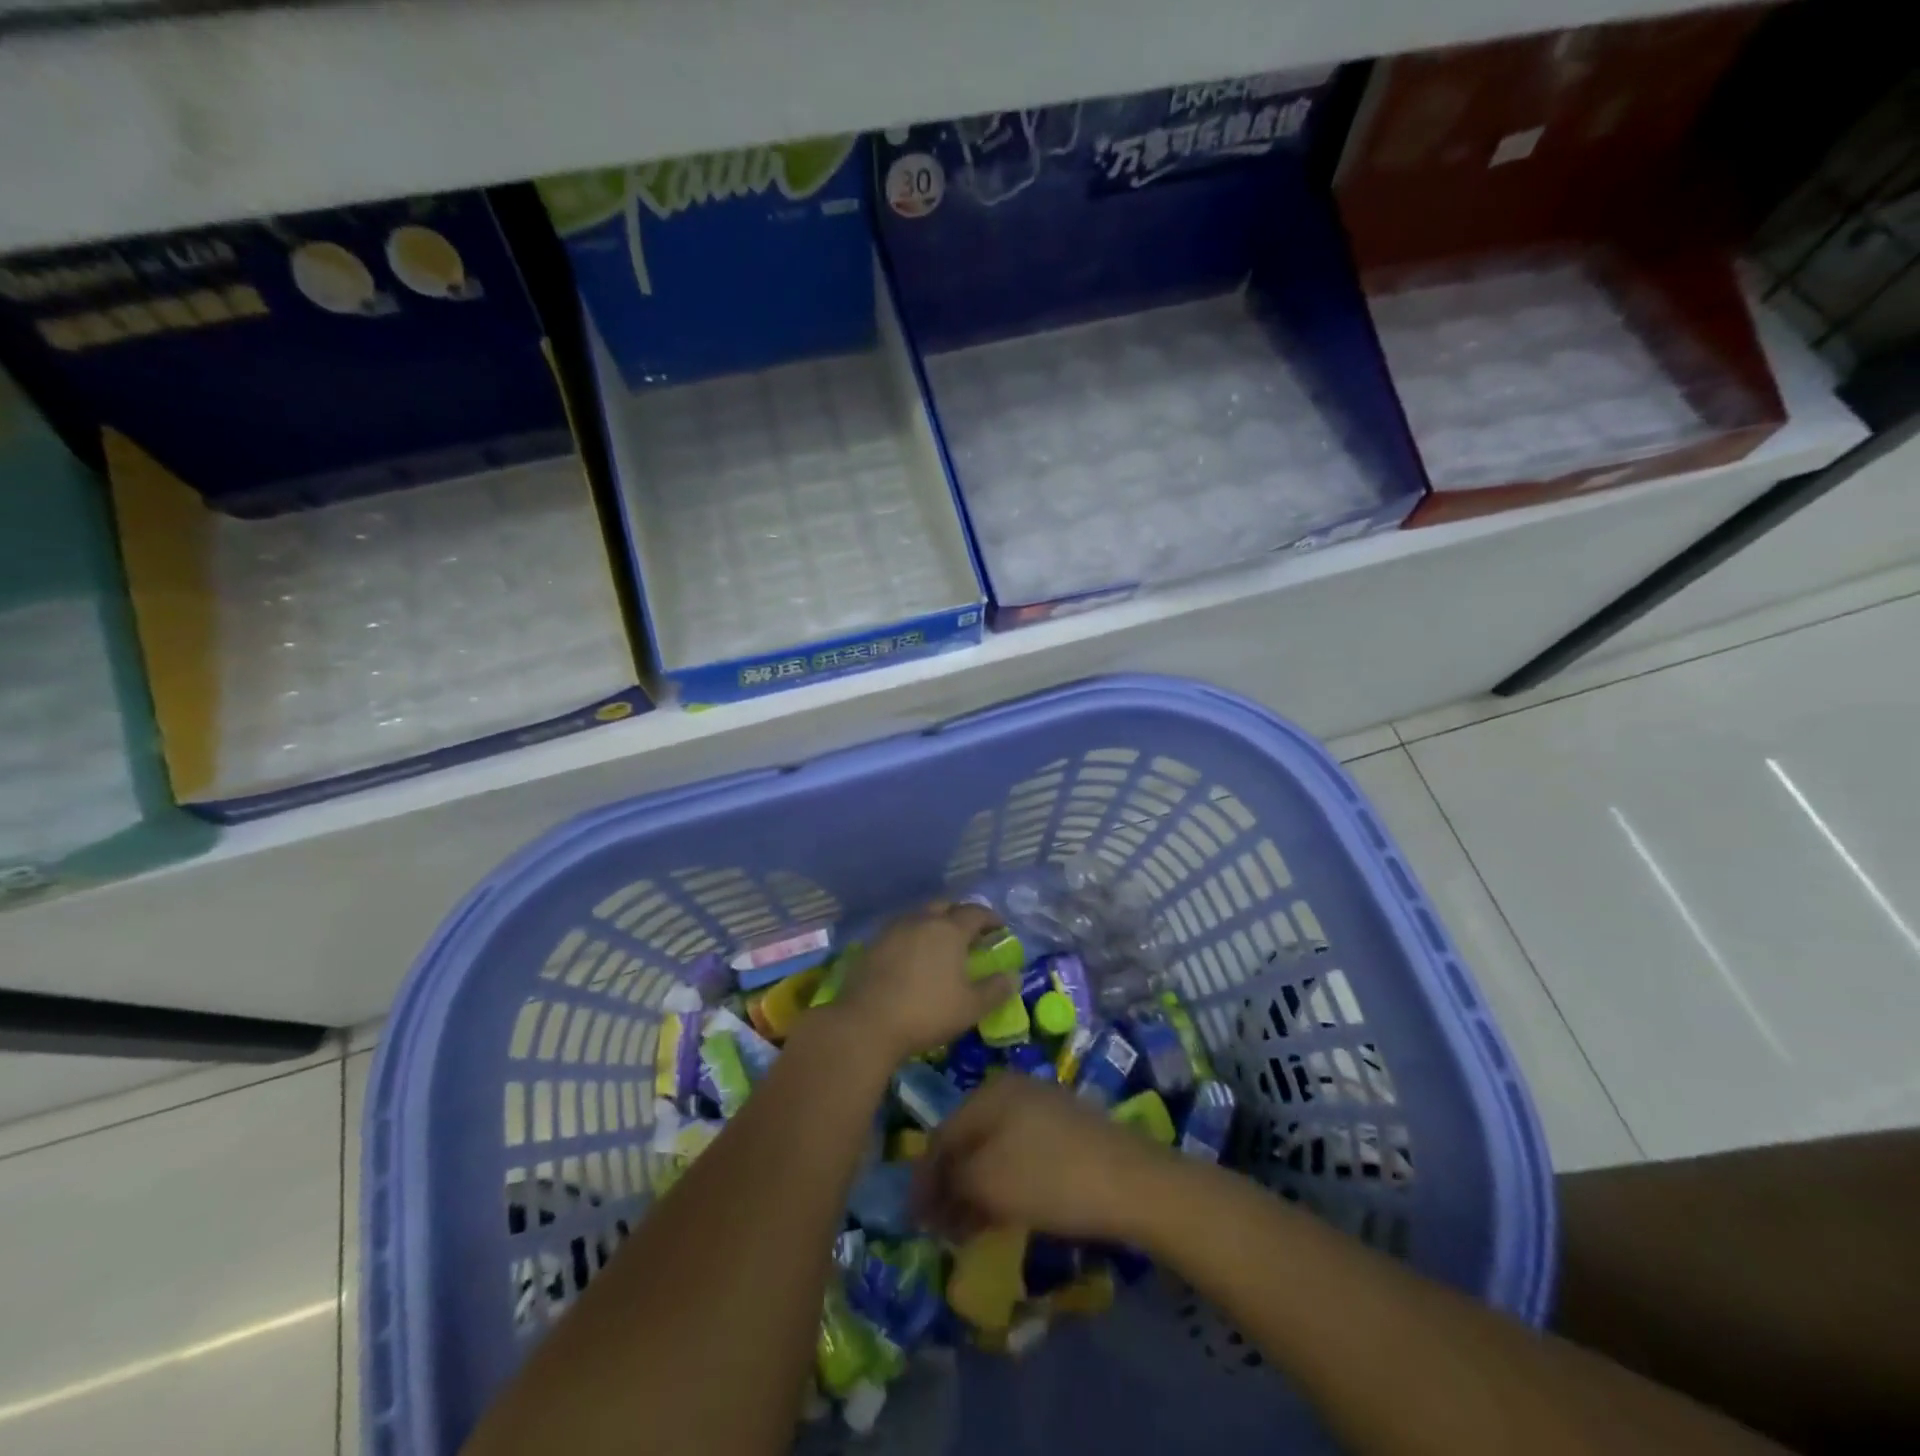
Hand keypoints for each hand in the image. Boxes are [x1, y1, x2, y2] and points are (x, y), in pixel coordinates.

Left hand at [835, 902, 1016, 1063]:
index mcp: (949, 930)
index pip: (975, 913)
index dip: (991, 918)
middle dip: (960, 915)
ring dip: (934, 923)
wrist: (866, 1023)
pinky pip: (900, 931)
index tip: (1000, 927)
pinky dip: (913, 936)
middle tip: (970, 933)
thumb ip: (995, 990)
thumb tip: (1013, 976)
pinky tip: (913, 956)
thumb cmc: (926, 1013)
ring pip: (919, 916)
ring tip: (941, 943)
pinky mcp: (873, 944)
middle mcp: (921, 921)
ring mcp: (893, 930)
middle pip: (945, 907)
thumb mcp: (970, 1008)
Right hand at [913, 1075, 1173, 1242]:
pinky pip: (1020, 1153)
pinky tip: (1006, 1211)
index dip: (925, 1180)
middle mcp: (1013, 1089)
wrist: (1132, 1181)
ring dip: (977, 1187)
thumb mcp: (988, 1182)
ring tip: (971, 1228)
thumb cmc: (1050, 1178)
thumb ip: (951, 1183)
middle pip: (968, 1140)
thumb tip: (931, 1193)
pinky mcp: (1067, 1129)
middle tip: (942, 1229)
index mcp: (989, 1092)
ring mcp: (1043, 1106)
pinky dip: (1005, 1183)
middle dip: (951, 1185)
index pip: (942, 1135)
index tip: (915, 1221)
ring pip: (995, 1148)